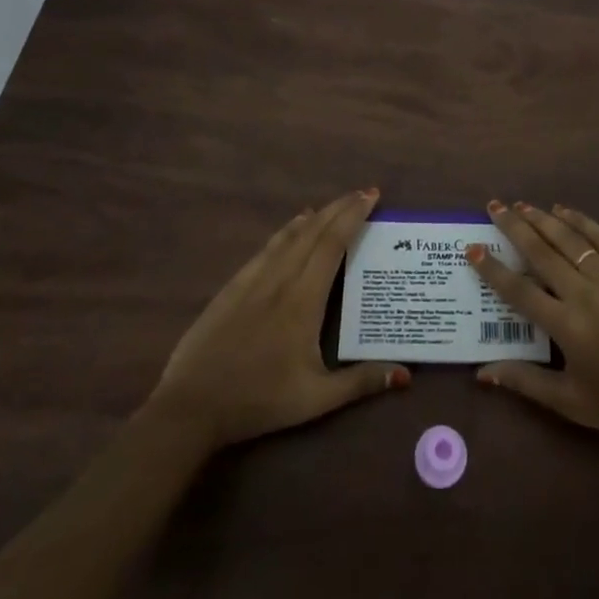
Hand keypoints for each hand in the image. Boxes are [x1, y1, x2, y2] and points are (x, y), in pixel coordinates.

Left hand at [146, 188, 408, 450]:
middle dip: (340, 208)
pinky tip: (291, 228)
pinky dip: (286, 231)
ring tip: (334, 205)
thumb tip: (405, 373)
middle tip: (363, 193)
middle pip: (314, 232)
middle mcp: (280, 279)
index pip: (333, 244)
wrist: (192, 405)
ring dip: (315, 216)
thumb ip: (360, 382)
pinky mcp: (233, 287)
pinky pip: (266, 248)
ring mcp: (253, 280)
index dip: (353, 216)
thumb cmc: (259, 400)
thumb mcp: (315, 400)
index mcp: (304, 300)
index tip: (371, 196)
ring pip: (289, 236)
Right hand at [469, 201, 598, 450]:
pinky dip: (582, 221)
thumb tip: (481, 372)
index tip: (472, 248)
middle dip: (513, 227)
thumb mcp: (571, 403)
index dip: (492, 269)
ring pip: (570, 239)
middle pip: (541, 252)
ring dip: (543, 219)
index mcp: (567, 327)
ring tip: (521, 206)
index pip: (519, 290)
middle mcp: (585, 293)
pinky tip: (565, 211)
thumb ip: (525, 381)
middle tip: (493, 206)